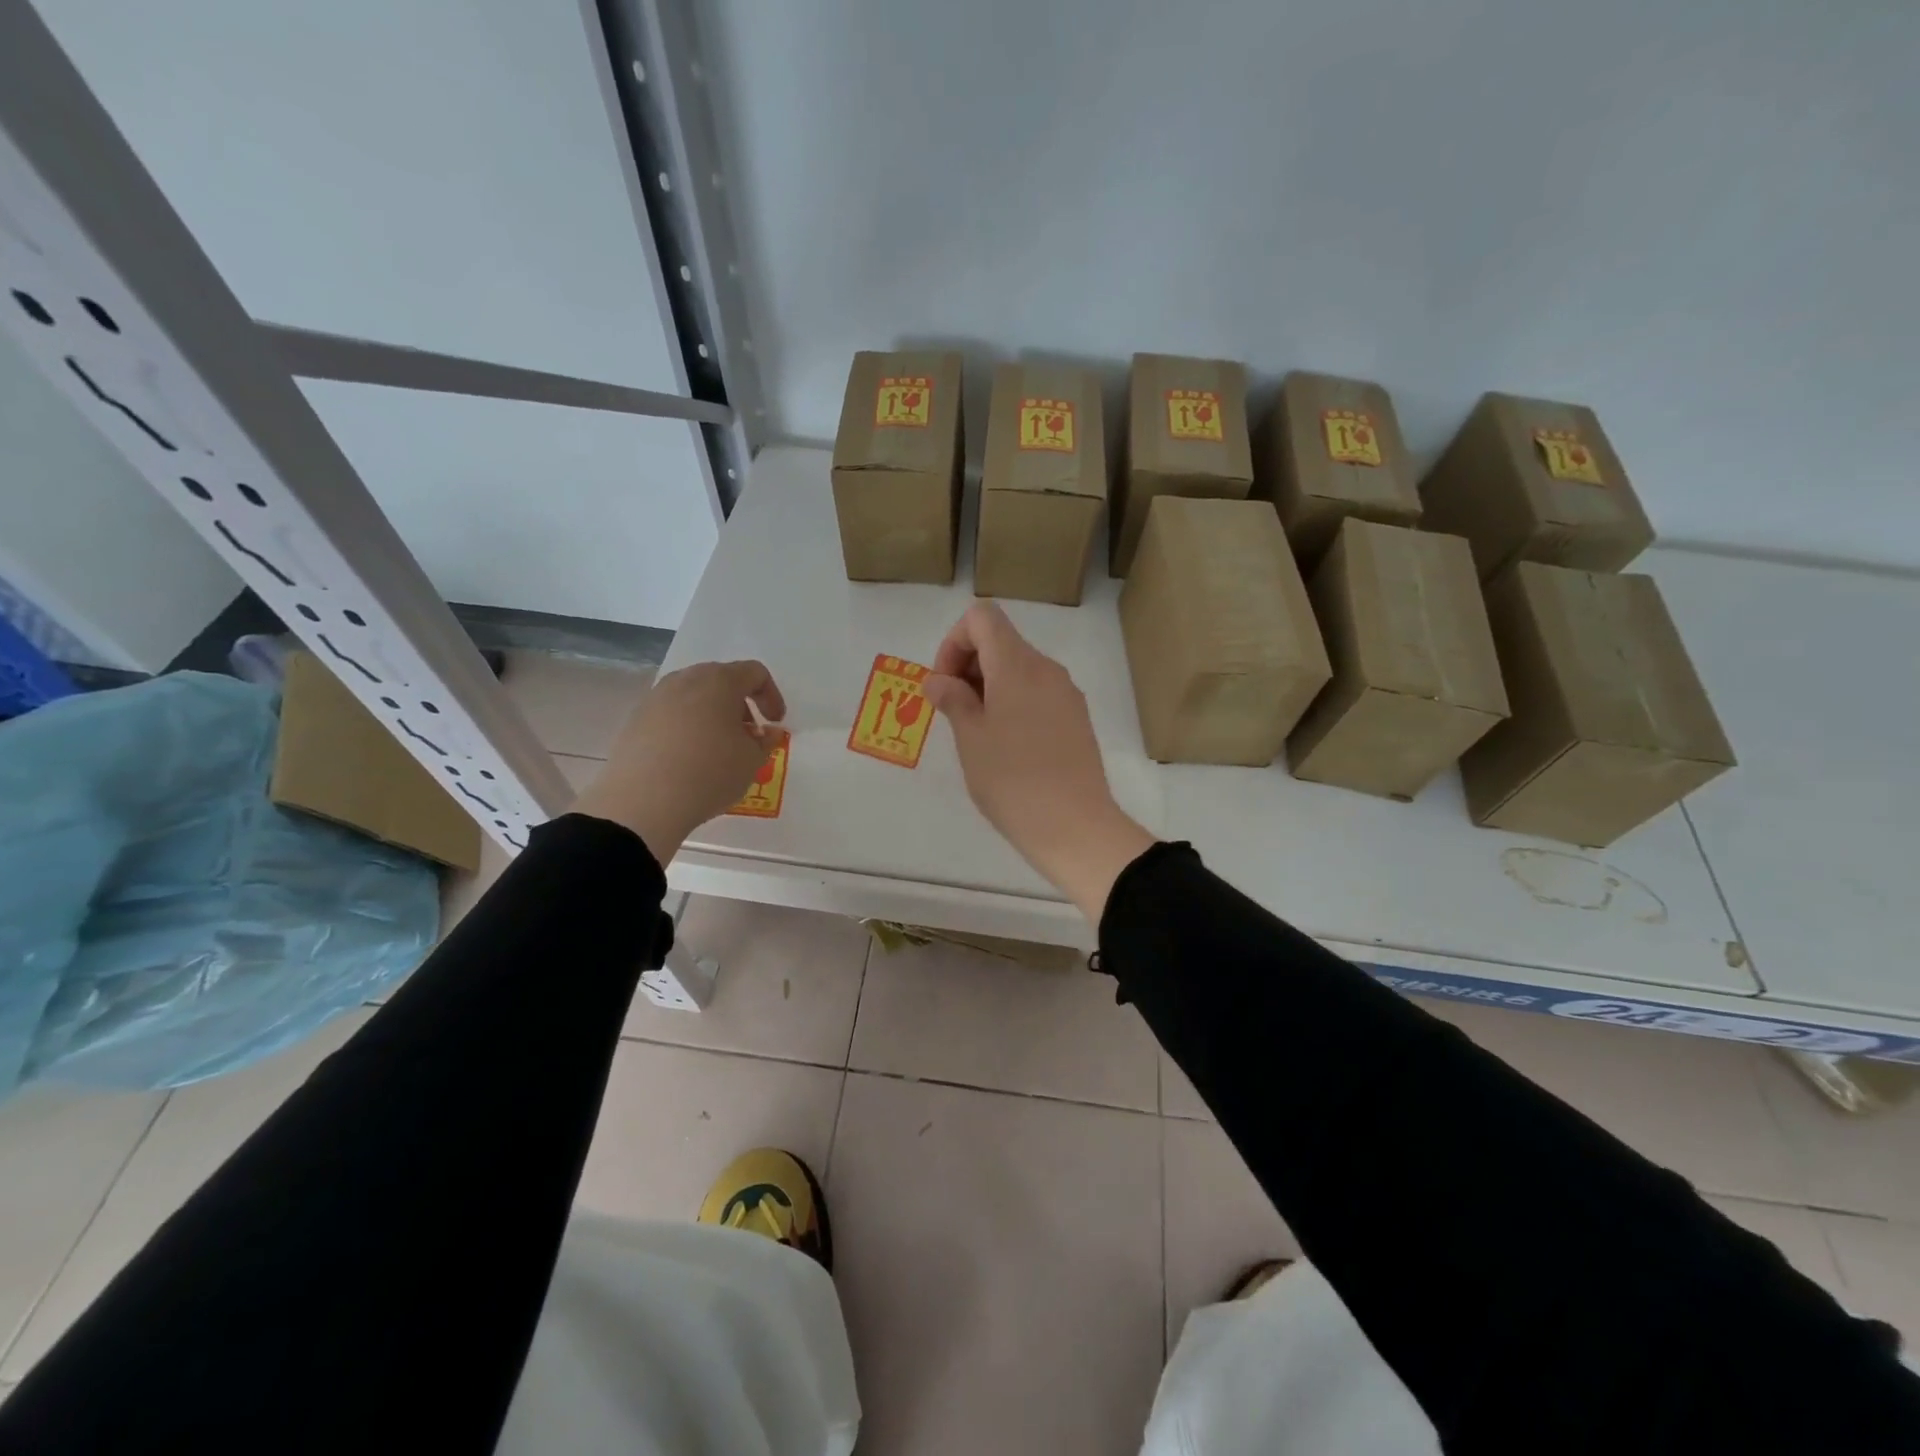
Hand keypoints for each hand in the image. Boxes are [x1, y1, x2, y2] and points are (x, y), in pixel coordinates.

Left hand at [570, 660, 785, 863]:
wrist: (643, 800)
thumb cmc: (710, 772)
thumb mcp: (752, 761)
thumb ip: (766, 741)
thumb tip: (767, 731)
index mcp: (719, 681)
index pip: (755, 673)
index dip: (771, 696)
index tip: (774, 723)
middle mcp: (686, 680)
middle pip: (721, 680)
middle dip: (740, 705)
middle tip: (747, 735)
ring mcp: (656, 698)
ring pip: (694, 697)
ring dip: (713, 716)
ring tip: (718, 749)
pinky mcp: (636, 719)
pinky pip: (671, 714)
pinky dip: (687, 727)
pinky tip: (688, 759)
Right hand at [925, 603, 1154, 920]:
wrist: (1075, 827)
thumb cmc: (1012, 780)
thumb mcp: (970, 739)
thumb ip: (952, 699)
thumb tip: (938, 680)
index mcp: (1017, 665)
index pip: (982, 617)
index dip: (954, 641)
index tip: (945, 684)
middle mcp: (1046, 669)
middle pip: (1001, 641)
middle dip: (968, 666)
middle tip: (952, 713)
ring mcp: (1066, 693)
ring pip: (1019, 669)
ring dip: (989, 686)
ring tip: (977, 734)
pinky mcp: (1077, 718)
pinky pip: (1038, 692)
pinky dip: (1013, 702)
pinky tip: (1006, 746)